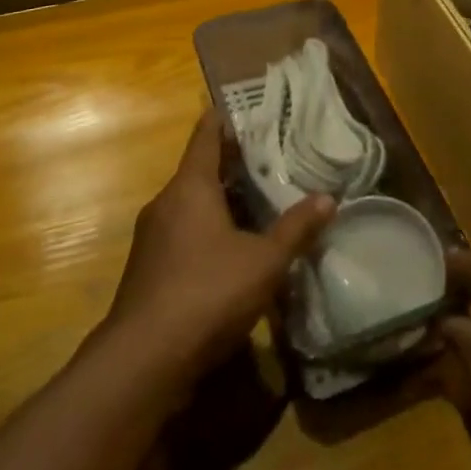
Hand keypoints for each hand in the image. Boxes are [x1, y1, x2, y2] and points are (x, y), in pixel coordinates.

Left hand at [105, 110, 332, 384]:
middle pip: (200, 170)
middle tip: (271, 155)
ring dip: (222, 199)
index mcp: (190, 187)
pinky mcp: (149, 270)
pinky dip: (209, 228)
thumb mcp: (264, 261)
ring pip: (192, 204)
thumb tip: (329, 198)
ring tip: (260, 199)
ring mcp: (152, 239)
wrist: (142, 363)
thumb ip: (296, 228)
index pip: (206, 135)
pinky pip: (184, 233)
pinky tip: (236, 247)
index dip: (225, 117)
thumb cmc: (207, 293)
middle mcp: (166, 204)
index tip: (245, 106)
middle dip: (233, 163)